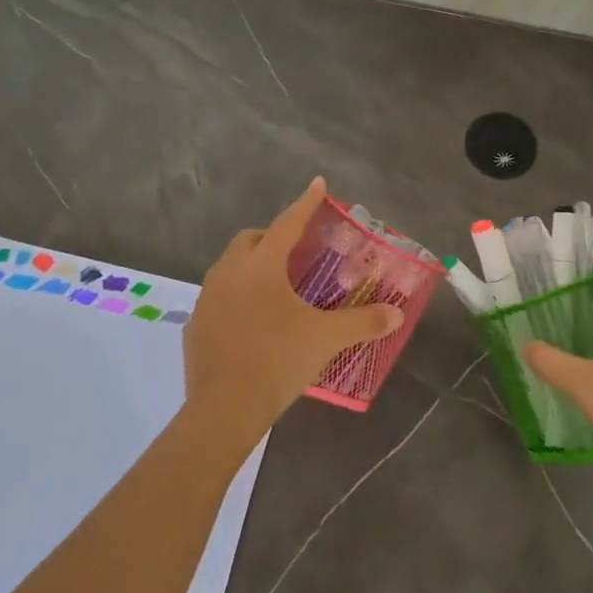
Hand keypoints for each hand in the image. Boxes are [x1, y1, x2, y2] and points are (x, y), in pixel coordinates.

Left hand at [183, 177, 402, 444]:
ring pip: (230, 267)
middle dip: (273, 236)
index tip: (318, 184)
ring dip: (252, 266)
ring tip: (276, 287)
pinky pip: (219, 297)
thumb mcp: (325, 339)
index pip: (288, 224)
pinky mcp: (196, 325)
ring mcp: (208, 299)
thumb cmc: (277, 361)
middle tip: (297, 251)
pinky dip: (237, 296)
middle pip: (251, 240)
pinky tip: (253, 321)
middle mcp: (229, 273)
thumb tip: (396, 314)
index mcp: (261, 267)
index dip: (306, 203)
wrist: (223, 409)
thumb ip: (363, 322)